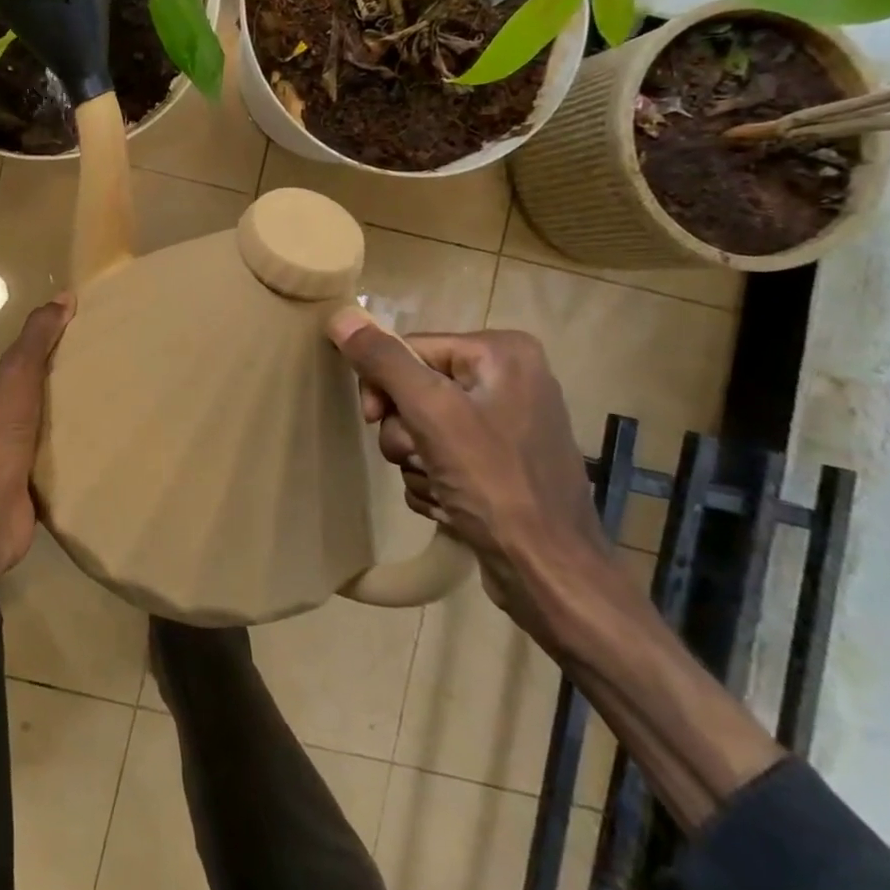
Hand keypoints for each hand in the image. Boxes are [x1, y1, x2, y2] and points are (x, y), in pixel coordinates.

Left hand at [0, 295, 73, 608]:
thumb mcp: (17, 374)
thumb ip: (37, 338)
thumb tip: (64, 295)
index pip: (17, 367)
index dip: (43, 352)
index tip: (78, 343)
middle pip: (30, 401)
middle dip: (57, 391)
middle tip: (101, 379)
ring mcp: (8, 461)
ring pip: (41, 435)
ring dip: (64, 426)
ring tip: (105, 414)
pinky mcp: (26, 490)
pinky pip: (52, 468)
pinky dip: (69, 460)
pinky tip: (95, 455)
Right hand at [327, 311, 607, 633]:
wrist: (549, 575)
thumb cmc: (494, 484)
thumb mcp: (431, 413)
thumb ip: (384, 361)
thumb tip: (340, 314)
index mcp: (502, 352)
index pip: (409, 349)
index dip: (383, 385)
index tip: (375, 420)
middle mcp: (509, 378)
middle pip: (414, 389)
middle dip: (404, 431)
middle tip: (417, 457)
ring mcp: (506, 423)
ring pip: (421, 427)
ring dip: (415, 461)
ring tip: (440, 488)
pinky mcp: (499, 464)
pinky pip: (441, 456)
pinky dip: (433, 481)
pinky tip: (450, 505)